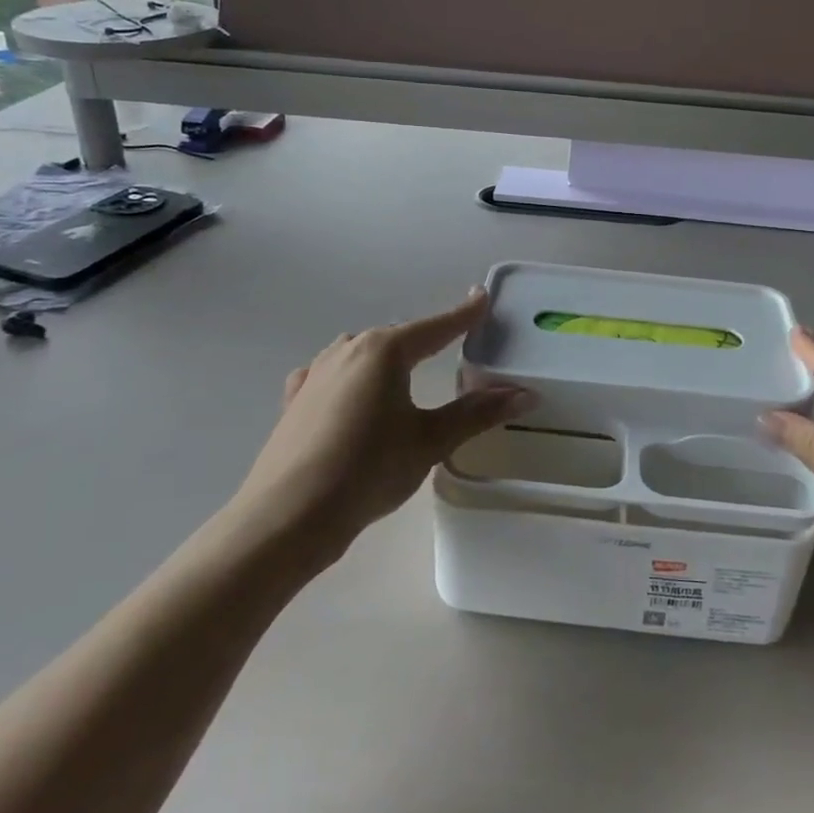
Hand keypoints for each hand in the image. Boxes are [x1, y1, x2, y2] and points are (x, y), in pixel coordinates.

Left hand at [234, 291, 534, 563]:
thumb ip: (477, 413)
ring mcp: (316, 372)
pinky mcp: (295, 400)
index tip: (481, 297)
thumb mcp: (430, 441)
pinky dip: (349, 378)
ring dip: (386, 359)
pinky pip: (331, 375)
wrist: (288, 515)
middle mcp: (348, 349)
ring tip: (403, 375)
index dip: (464, 314)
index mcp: (385, 350)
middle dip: (425, 340)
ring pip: (361, 354)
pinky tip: (348, 394)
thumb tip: (525, 394)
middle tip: (451, 346)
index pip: (437, 326)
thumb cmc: (368, 470)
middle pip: (398, 338)